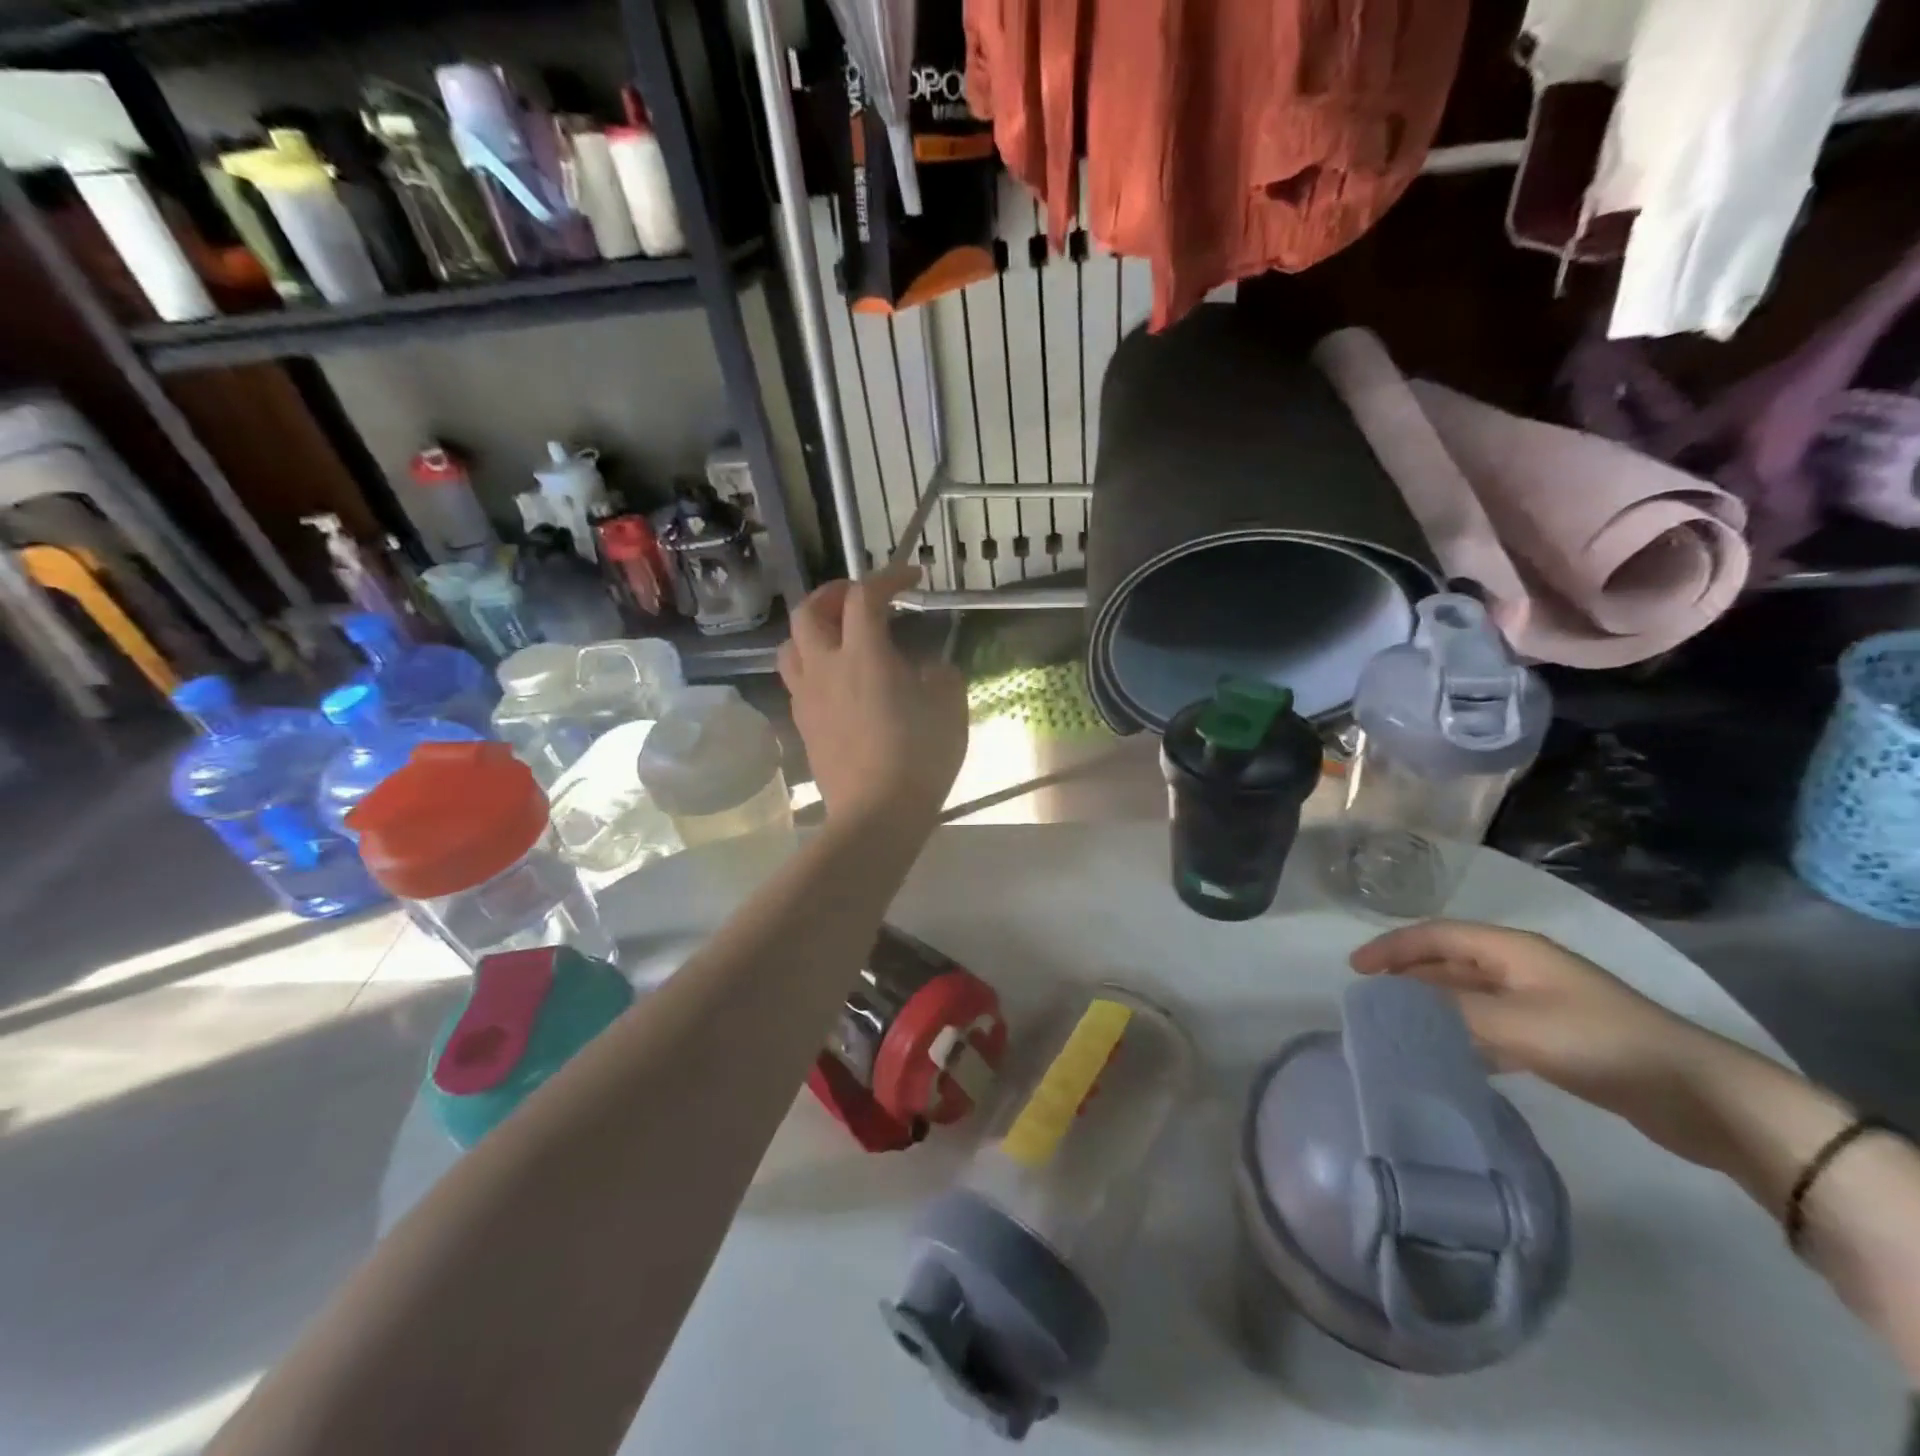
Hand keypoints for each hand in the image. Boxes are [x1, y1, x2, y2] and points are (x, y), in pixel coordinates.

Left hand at [778, 564, 967, 832]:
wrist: (876, 814)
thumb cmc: (919, 757)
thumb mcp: (950, 708)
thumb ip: (939, 676)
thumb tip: (925, 670)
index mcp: (864, 654)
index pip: (865, 596)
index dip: (888, 577)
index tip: (912, 577)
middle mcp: (826, 667)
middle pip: (808, 611)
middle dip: (832, 594)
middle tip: (858, 598)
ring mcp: (808, 698)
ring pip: (791, 646)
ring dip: (812, 630)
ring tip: (837, 636)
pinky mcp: (804, 726)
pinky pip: (798, 682)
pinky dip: (814, 666)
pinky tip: (838, 683)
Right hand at [1350, 920, 1744, 1164]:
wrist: (1699, 1095)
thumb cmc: (1600, 1042)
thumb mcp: (1515, 1024)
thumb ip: (1451, 1013)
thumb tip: (1399, 1008)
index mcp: (1513, 951)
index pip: (1436, 935)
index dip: (1393, 947)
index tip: (1356, 970)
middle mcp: (1524, 967)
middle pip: (1451, 959)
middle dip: (1409, 973)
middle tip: (1373, 996)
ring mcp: (1543, 1002)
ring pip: (1471, 993)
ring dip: (1434, 1003)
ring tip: (1401, 1023)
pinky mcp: (1559, 1037)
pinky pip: (1493, 1024)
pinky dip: (1465, 1032)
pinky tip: (1452, 1055)